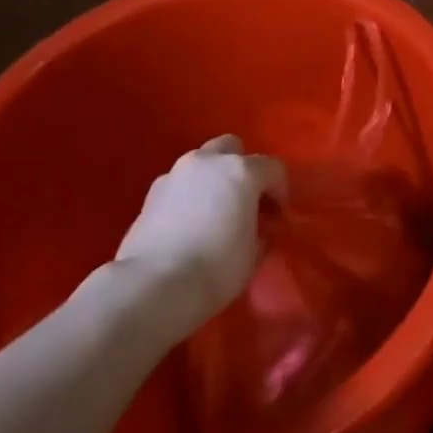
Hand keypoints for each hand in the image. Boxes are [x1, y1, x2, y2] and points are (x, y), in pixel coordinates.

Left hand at [112, 135, 283, 331]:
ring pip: (203, 162)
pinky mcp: (152, 192)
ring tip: (217, 212)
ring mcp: (176, 173)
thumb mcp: (254, 252)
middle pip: (233, 148)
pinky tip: (191, 223)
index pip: (273, 168)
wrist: (154, 284)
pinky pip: (181, 182)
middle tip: (247, 202)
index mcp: (241, 171)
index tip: (277, 219)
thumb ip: (260, 230)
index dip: (280, 192)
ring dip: (215, 179)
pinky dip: (191, 194)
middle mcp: (208, 162)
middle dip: (244, 169)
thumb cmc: (217, 267)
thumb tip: (257, 227)